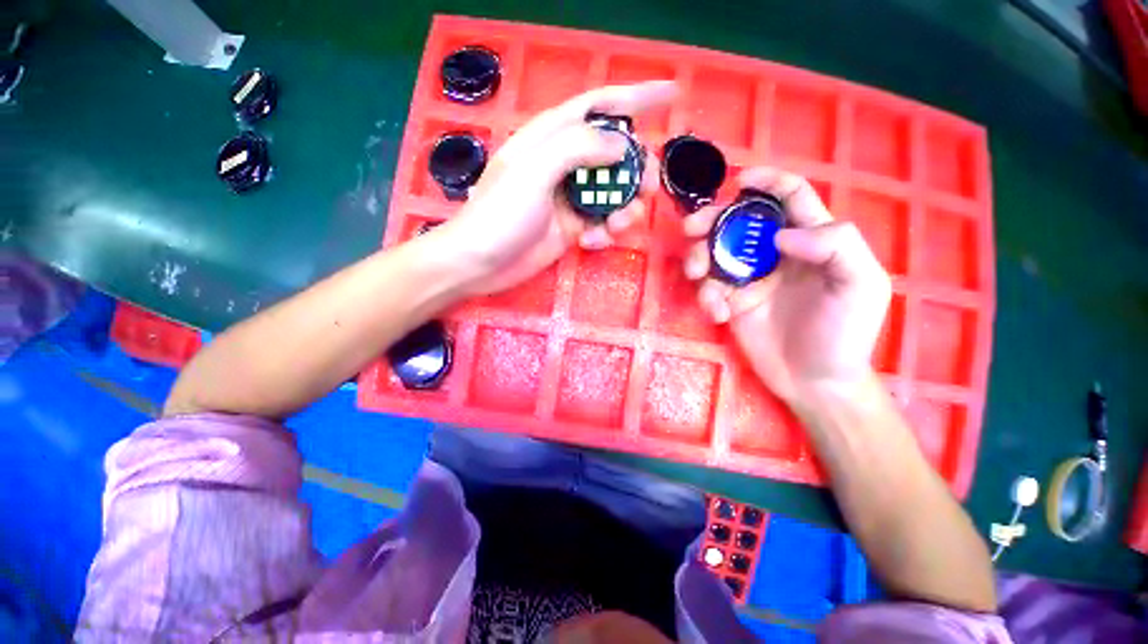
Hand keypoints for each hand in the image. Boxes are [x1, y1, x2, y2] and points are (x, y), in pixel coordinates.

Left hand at [435, 81, 677, 295]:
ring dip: (625, 208)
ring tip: (618, 225)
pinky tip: (591, 243)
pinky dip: (604, 233)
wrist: (481, 263)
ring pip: (614, 192)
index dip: (636, 97)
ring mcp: (570, 198)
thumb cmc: (501, 213)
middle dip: (637, 169)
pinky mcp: (572, 227)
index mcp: (552, 137)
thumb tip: (622, 145)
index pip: (600, 105)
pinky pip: (602, 223)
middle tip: (647, 188)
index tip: (672, 93)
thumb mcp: (535, 171)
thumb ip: (578, 148)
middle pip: (616, 154)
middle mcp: (565, 163)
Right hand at [682, 168, 891, 404]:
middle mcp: (775, 254)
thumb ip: (835, 246)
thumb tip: (780, 234)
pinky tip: (718, 313)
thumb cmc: (845, 333)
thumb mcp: (860, 285)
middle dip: (711, 220)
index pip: (790, 197)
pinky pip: (709, 289)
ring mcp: (749, 279)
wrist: (815, 380)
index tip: (740, 181)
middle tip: (691, 229)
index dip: (768, 182)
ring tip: (697, 276)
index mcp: (811, 240)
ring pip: (714, 254)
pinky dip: (706, 297)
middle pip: (738, 223)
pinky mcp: (731, 302)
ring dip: (698, 258)